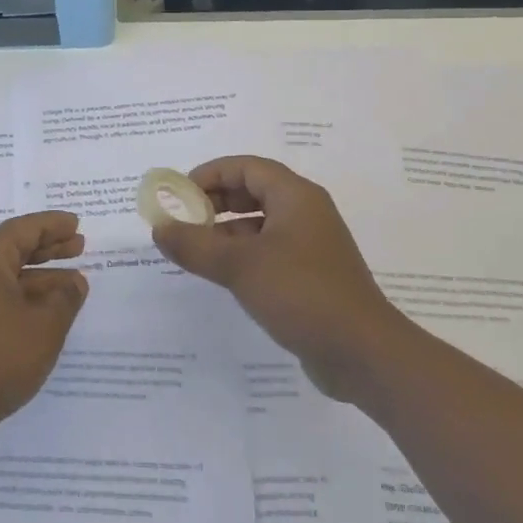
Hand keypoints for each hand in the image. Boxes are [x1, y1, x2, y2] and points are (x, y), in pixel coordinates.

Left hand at [0, 211, 89, 456]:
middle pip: (14, 248)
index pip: (25, 229)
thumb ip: (65, 299)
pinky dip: (25, 298)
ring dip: (40, 276)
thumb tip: (75, 281)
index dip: (53, 225)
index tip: (76, 223)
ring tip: (74, 282)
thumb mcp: (44, 327)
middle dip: (48, 247)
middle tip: (79, 245)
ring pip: (8, 276)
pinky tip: (46, 313)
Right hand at [152, 156, 398, 399]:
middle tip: (184, 219)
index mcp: (296, 197)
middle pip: (254, 191)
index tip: (180, 194)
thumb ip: (194, 245)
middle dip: (216, 201)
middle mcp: (306, 213)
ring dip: (227, 230)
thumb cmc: (302, 294)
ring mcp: (311, 246)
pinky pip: (270, 251)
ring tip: (196, 249)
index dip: (211, 174)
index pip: (247, 167)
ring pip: (261, 223)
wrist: (364, 355)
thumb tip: (158, 228)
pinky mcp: (312, 277)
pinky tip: (223, 276)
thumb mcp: (239, 266)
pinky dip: (243, 254)